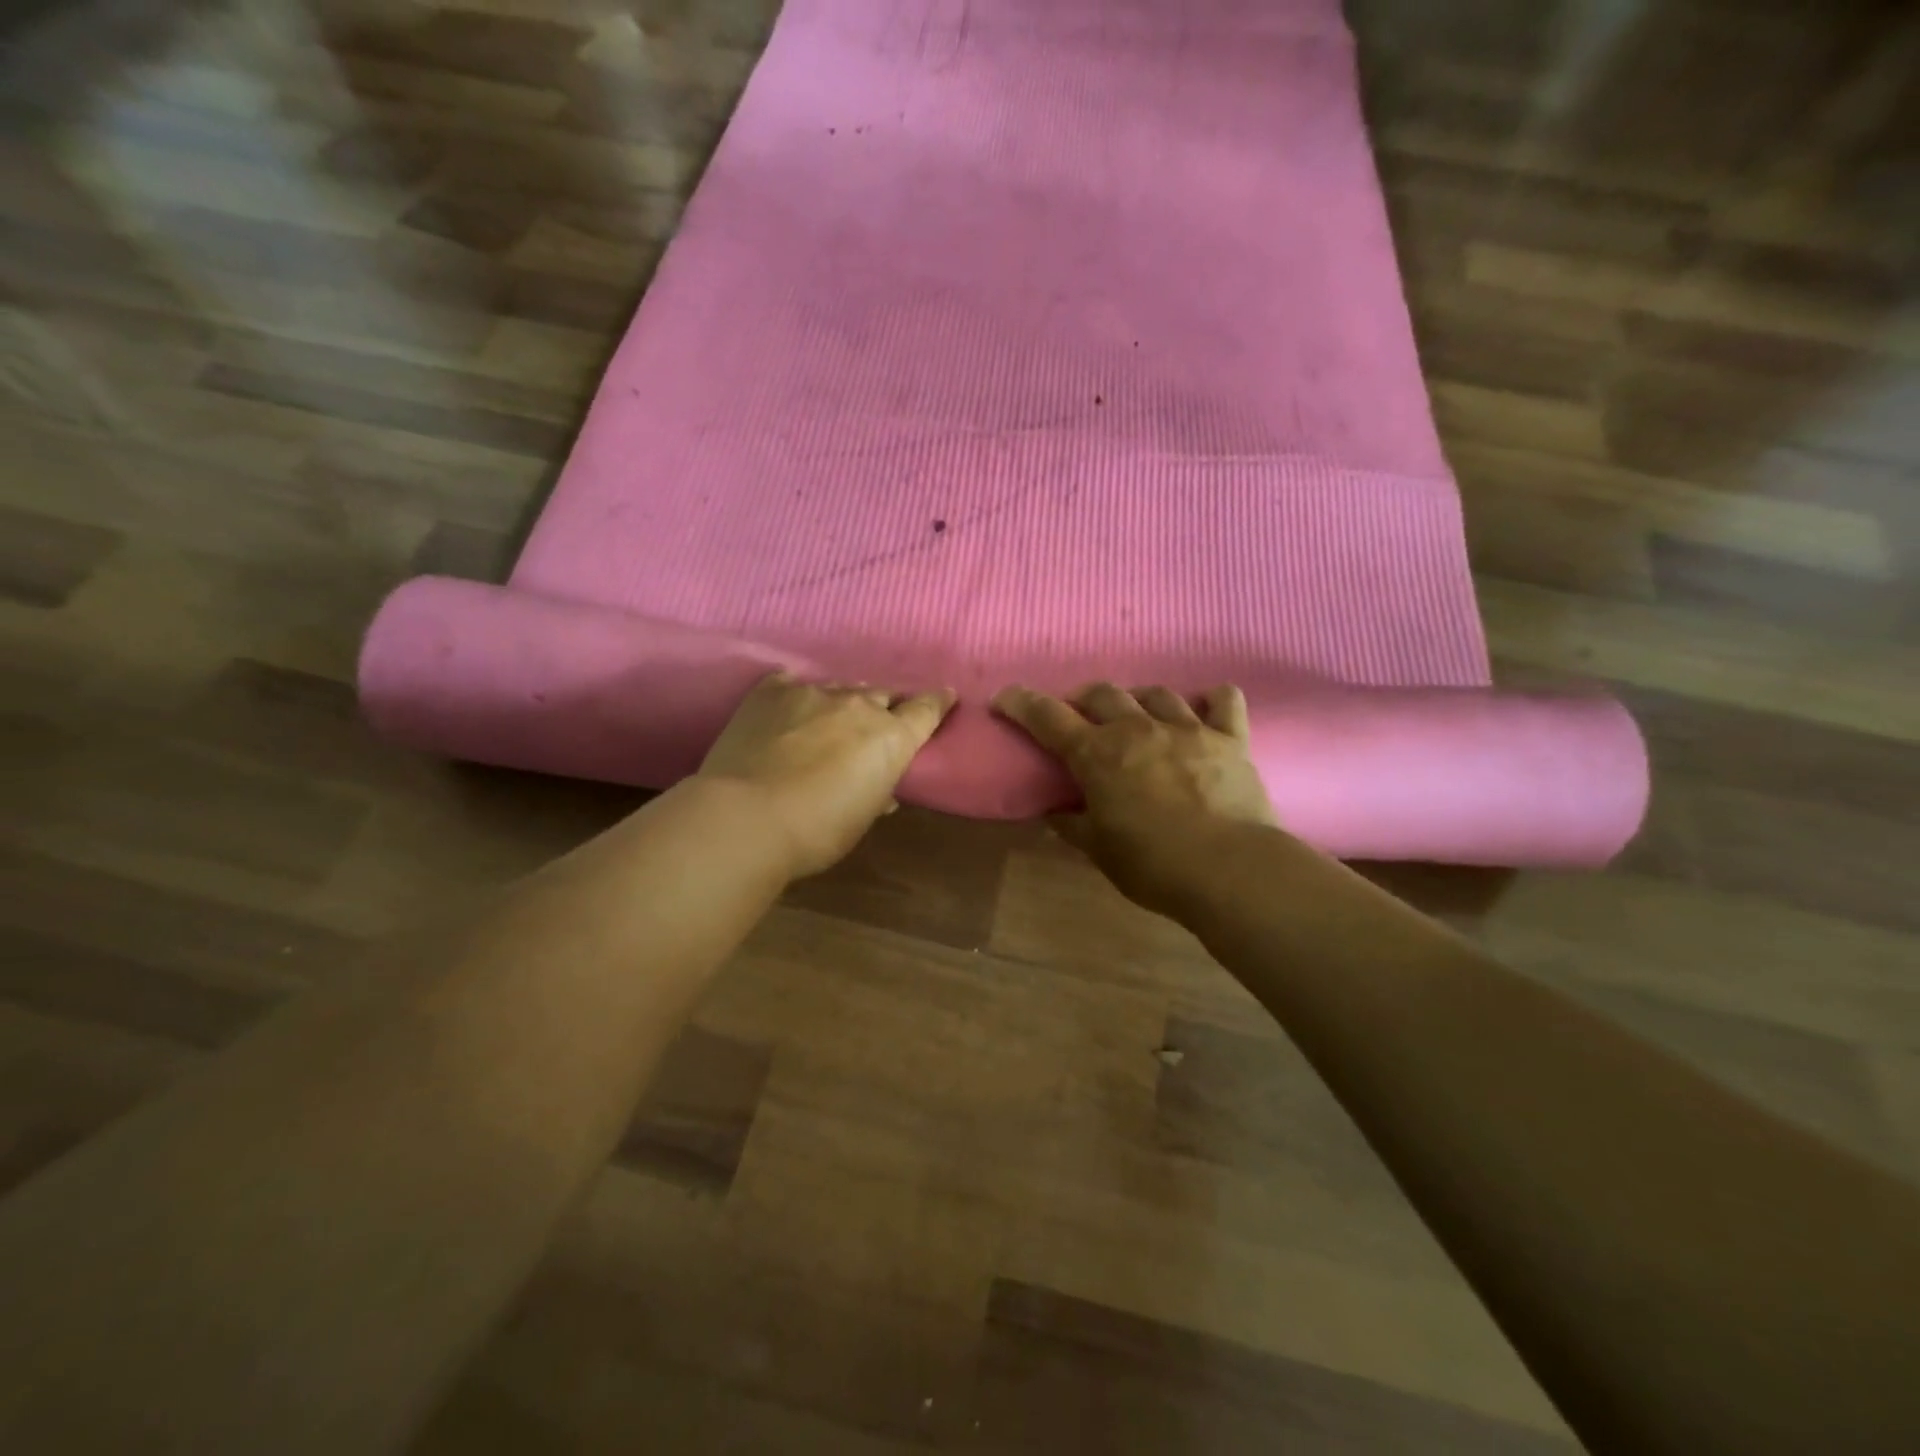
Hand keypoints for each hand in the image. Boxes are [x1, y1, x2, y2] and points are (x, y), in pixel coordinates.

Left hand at [700, 671, 954, 877]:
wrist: (746, 817)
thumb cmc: (816, 832)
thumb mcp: (861, 819)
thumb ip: (877, 793)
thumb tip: (880, 788)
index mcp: (891, 738)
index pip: (926, 709)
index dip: (937, 702)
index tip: (945, 696)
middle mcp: (858, 705)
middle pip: (881, 695)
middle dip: (882, 708)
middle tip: (872, 726)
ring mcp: (812, 693)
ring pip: (838, 690)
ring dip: (839, 705)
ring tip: (826, 723)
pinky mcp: (770, 691)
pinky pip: (791, 684)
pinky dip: (795, 698)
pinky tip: (786, 710)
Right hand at [993, 682, 1280, 915]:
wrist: (1230, 870)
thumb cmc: (1153, 864)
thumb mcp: (1099, 851)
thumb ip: (1072, 825)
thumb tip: (1053, 813)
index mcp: (1098, 754)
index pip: (1048, 717)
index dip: (1022, 703)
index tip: (1005, 698)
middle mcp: (1138, 729)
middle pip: (1102, 694)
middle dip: (1083, 699)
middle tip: (1079, 716)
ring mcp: (1187, 729)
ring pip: (1155, 693)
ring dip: (1137, 699)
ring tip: (1136, 713)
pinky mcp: (1230, 738)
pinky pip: (1224, 701)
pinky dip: (1213, 699)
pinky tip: (1207, 705)